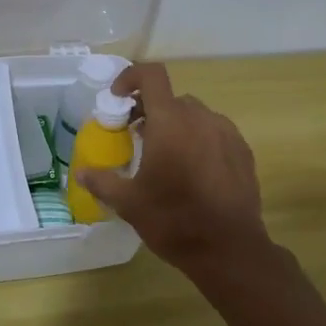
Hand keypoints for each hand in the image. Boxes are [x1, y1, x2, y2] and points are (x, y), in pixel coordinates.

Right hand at [75, 63, 270, 277]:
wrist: (229, 250)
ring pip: (194, 114)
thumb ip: (102, 181)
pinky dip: (198, 139)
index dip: (131, 77)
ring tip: (165, 156)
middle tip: (136, 136)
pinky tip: (193, 171)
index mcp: (170, 122)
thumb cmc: (173, 221)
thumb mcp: (128, 203)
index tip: (118, 98)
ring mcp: (226, 133)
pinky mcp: (243, 151)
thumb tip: (81, 173)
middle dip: (150, 110)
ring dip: (176, 125)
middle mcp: (200, 118)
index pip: (151, 75)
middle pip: (171, 98)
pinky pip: (215, 132)